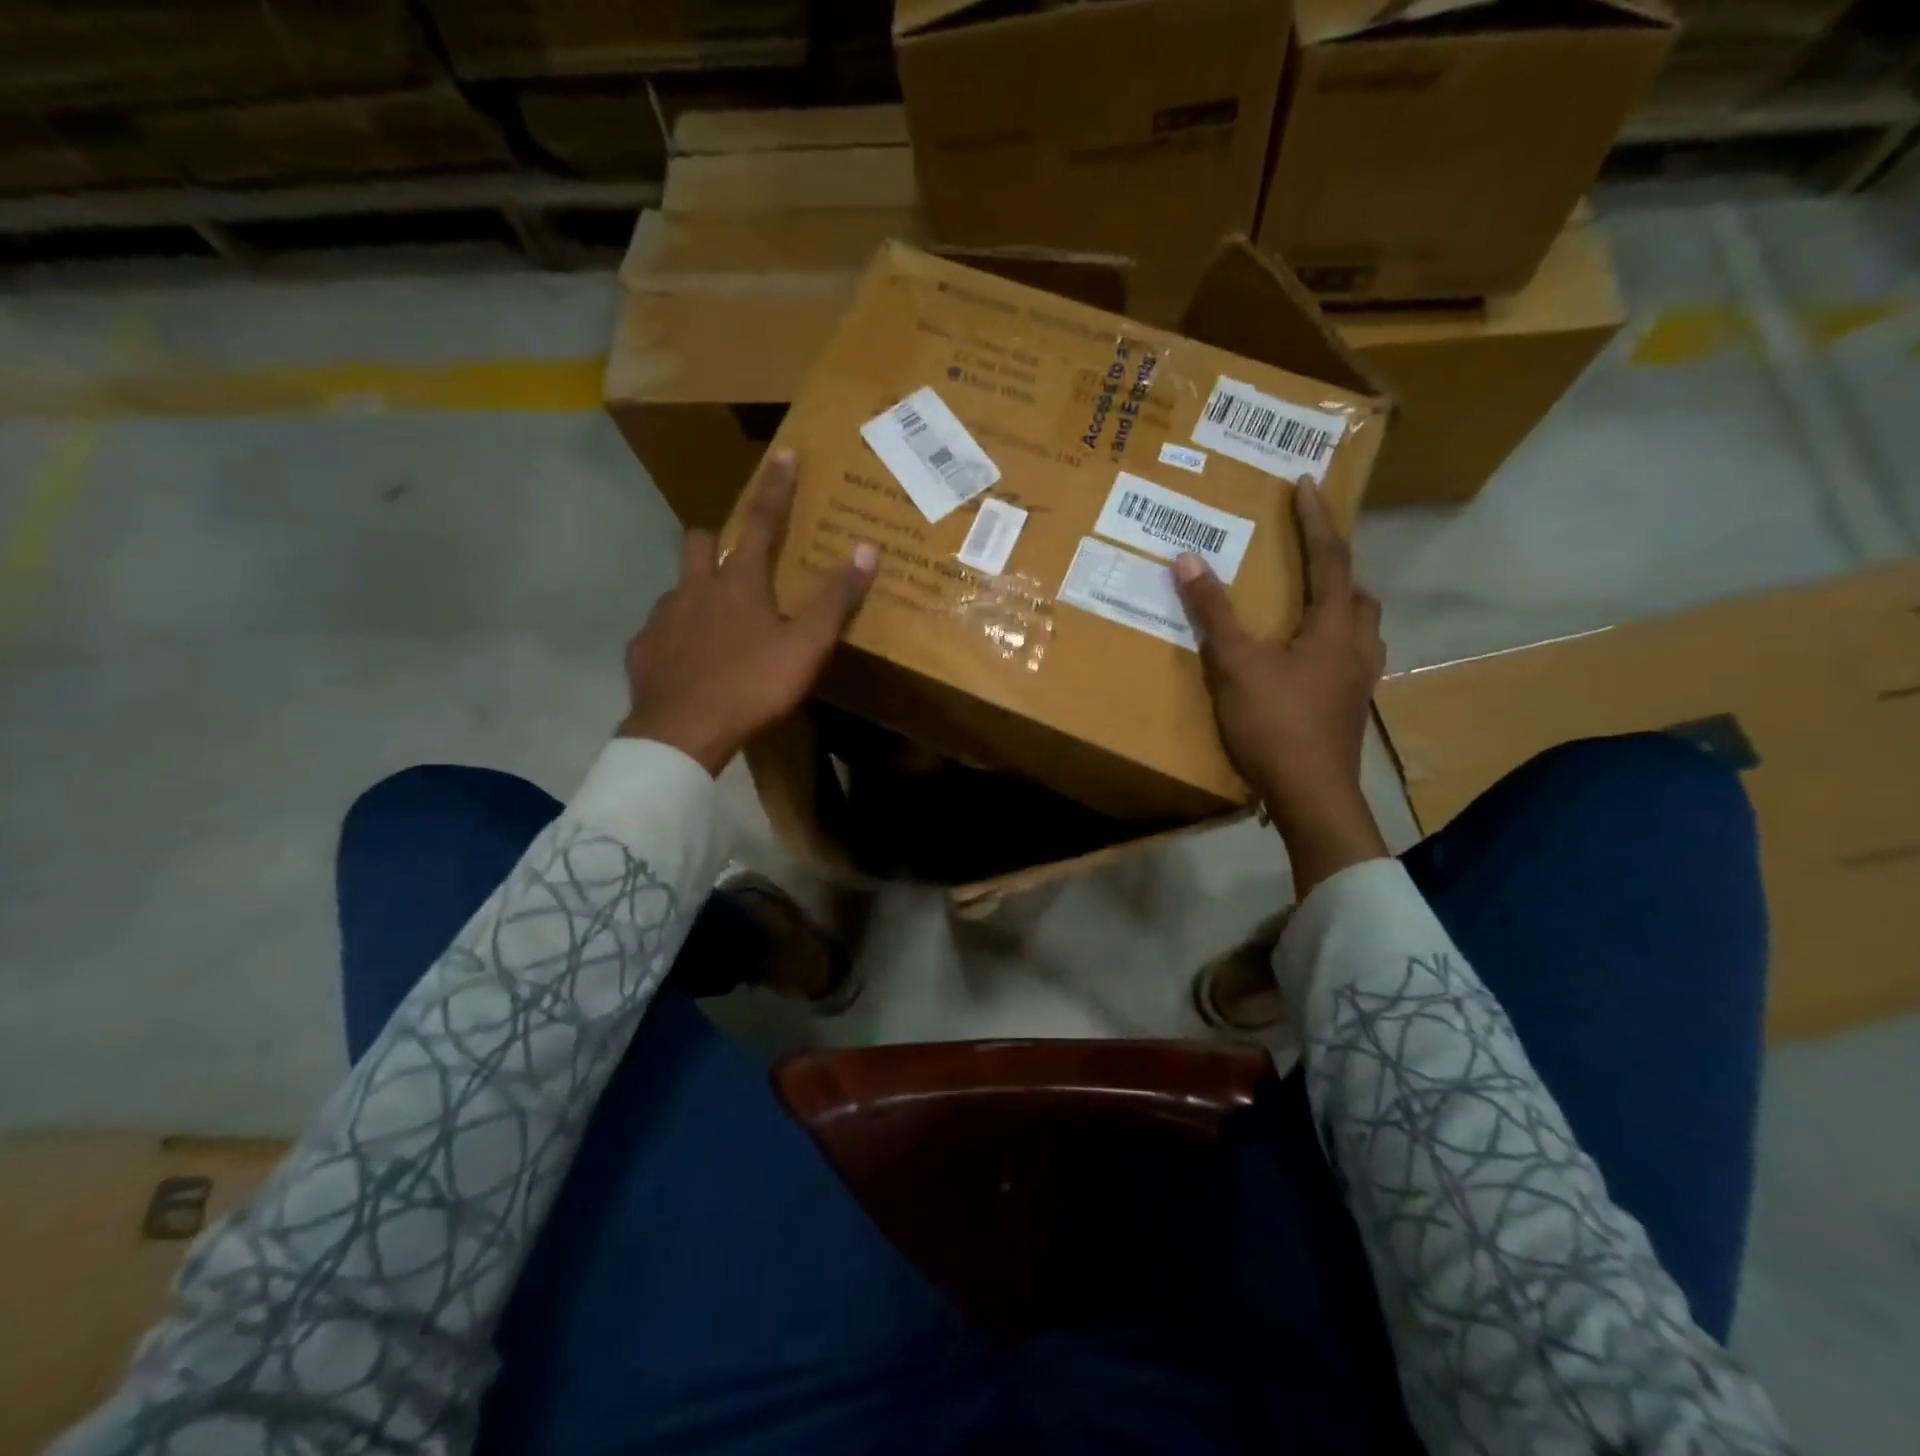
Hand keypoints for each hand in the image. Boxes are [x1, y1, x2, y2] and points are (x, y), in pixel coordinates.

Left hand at [620, 450, 876, 775]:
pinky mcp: (642, 650)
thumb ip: (834, 600)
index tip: (784, 455)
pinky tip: (688, 659)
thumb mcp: (806, 646)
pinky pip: (659, 630)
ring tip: (715, 618)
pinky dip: (676, 634)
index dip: (776, 488)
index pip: (761, 522)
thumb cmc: (751, 685)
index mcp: (737, 582)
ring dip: (696, 589)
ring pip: (677, 586)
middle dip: (716, 537)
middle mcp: (694, 588)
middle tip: (735, 558)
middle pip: (698, 541)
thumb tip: (866, 549)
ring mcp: (662, 619)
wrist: (682, 733)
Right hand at [1172, 482, 1388, 895]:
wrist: (1311, 796)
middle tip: (1309, 554)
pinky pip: (1351, 658)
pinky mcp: (1350, 709)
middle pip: (1357, 593)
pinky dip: (1333, 643)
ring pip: (1361, 628)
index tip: (1306, 485)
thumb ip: (1213, 614)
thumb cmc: (1275, 724)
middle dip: (1337, 565)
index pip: (1330, 559)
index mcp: (1333, 628)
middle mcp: (1356, 647)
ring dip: (1341, 606)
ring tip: (1311, 604)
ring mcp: (1358, 682)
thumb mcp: (1235, 665)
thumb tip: (1188, 559)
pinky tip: (1309, 661)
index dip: (1317, 520)